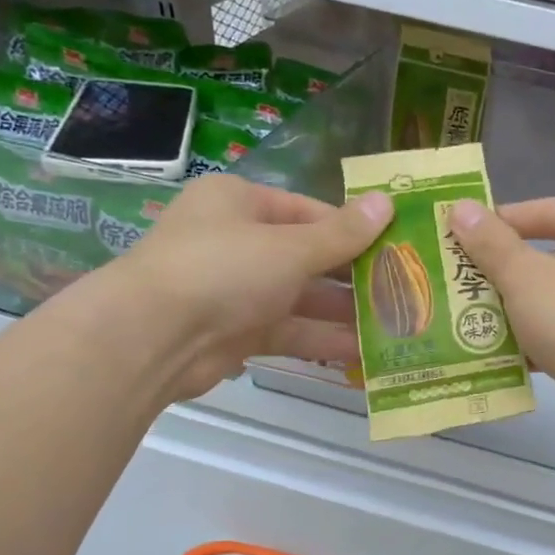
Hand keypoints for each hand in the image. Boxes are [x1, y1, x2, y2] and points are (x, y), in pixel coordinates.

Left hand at [108, 175, 390, 400]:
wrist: (151, 338)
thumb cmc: (224, 270)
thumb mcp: (291, 247)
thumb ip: (342, 233)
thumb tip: (388, 202)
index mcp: (241, 203)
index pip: (310, 211)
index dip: (353, 229)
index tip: (396, 246)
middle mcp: (238, 241)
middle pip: (308, 256)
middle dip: (353, 276)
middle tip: (403, 290)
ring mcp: (236, 289)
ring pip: (301, 298)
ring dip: (343, 313)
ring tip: (395, 325)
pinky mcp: (236, 332)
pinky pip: (288, 331)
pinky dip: (321, 340)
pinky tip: (364, 353)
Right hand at [447, 197, 554, 445]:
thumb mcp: (526, 277)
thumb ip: (491, 244)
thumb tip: (460, 208)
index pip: (547, 211)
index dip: (498, 222)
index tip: (455, 234)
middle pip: (550, 255)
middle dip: (502, 271)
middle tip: (455, 277)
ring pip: (554, 296)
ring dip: (512, 307)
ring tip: (464, 314)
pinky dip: (533, 336)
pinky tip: (492, 350)